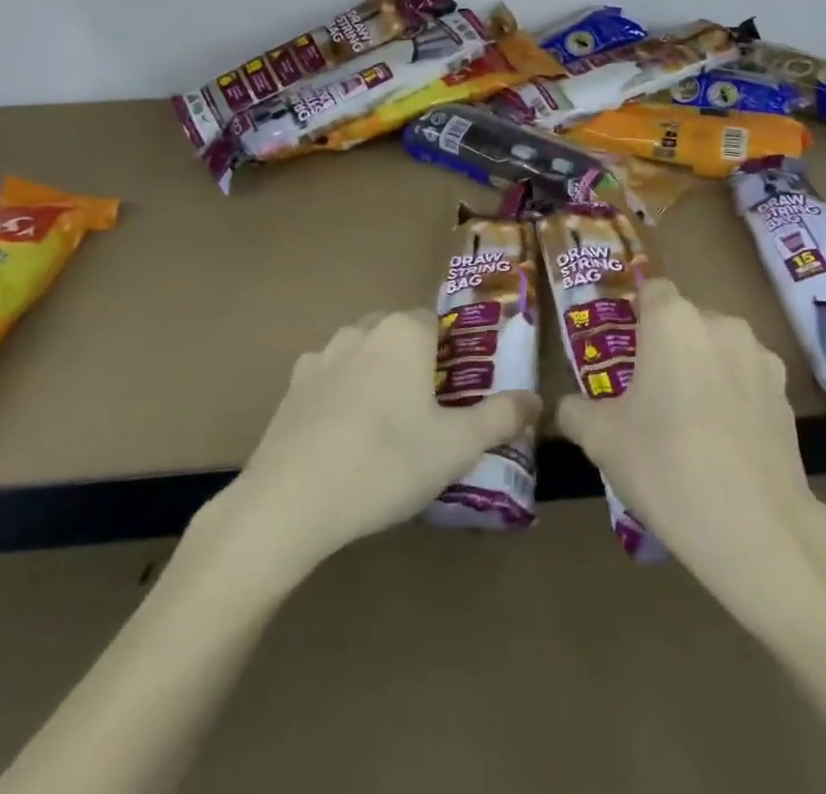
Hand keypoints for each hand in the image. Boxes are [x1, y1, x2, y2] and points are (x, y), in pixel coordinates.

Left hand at [230, 310, 541, 571]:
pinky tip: (344, 435)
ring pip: (363, 353)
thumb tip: (535, 400)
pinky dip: (342, 394)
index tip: (458, 393)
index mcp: (404, 333)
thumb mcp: (456, 447)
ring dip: (377, 375)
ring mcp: (322, 355)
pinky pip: (330, 378)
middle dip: (416, 363)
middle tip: (428, 412)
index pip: (438, 323)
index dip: (452, 354)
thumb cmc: (386, 463)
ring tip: (386, 426)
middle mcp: (362, 330)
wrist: (290, 502)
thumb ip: (501, 417)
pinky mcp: (292, 386)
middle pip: (400, 335)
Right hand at [557, 280, 825, 625]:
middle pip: (687, 319)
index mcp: (672, 321)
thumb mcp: (602, 441)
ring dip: (705, 367)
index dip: (637, 314)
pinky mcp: (786, 394)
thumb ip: (576, 411)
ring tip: (692, 418)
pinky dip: (735, 395)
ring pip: (720, 348)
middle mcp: (720, 324)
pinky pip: (748, 379)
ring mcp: (760, 358)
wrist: (757, 529)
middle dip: (670, 345)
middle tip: (652, 390)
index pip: (652, 290)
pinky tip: (726, 440)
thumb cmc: (666, 466)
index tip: (626, 350)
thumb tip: (567, 407)